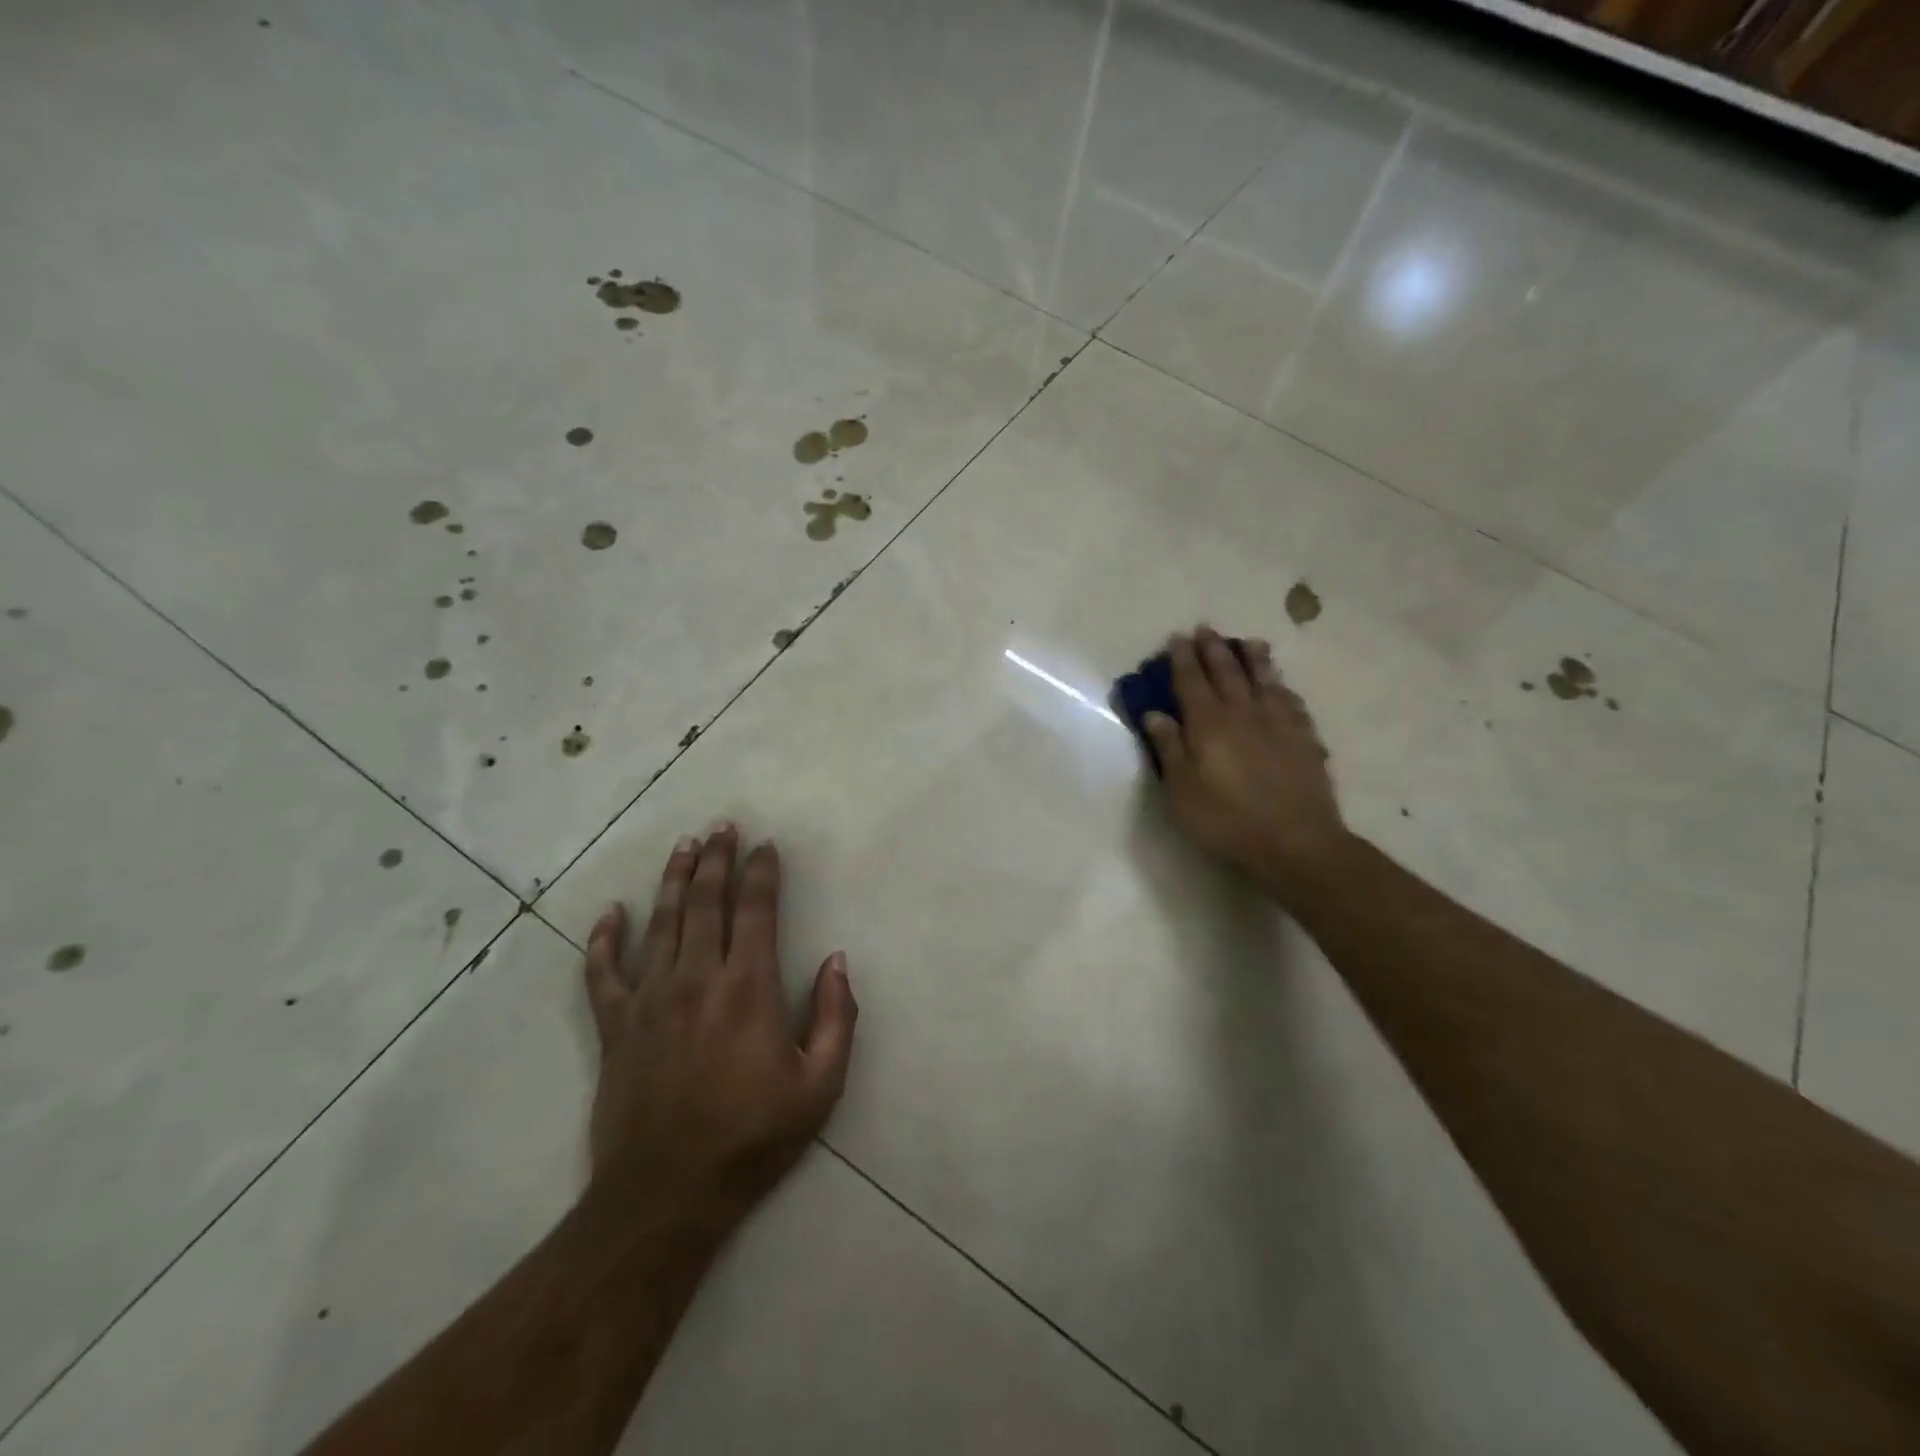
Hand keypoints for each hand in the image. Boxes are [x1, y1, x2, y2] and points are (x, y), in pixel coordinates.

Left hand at [582, 824, 857, 1229]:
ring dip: (674, 880)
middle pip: (707, 902)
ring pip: (661, 922)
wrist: (666, 1194)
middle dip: (717, 859)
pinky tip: (610, 913)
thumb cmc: (752, 1138)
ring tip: (683, 847)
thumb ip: (837, 1017)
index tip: (766, 846)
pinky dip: (604, 939)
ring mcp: (650, 999)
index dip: (762, 872)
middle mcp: (698, 978)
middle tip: (722, 827)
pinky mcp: (615, 1026)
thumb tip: (837, 961)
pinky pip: (603, 972)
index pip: (757, 911)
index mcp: (749, 988)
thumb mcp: (821, 1085)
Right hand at [1142, 627, 1348, 896]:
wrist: (1294, 841)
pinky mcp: (1304, 738)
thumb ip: (1169, 748)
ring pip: (1264, 680)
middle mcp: (1243, 713)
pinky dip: (1282, 688)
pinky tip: (1281, 687)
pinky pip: (1292, 702)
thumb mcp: (1182, 790)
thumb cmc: (1226, 819)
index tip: (1177, 638)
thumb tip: (1155, 714)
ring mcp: (1278, 723)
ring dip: (1254, 659)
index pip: (1191, 681)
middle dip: (1213, 649)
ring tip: (1249, 642)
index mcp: (1208, 723)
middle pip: (1227, 672)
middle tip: (1206, 629)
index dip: (1182, 658)